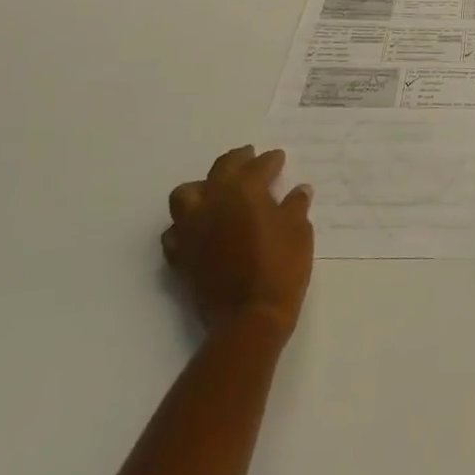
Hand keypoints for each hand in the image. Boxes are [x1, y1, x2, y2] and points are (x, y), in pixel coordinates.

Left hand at [163, 146, 313, 332]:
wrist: (249, 316)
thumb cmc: (280, 267)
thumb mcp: (299, 231)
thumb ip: (295, 206)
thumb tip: (299, 190)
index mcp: (244, 191)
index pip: (258, 166)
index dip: (271, 161)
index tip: (279, 158)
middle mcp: (213, 202)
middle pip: (220, 169)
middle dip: (237, 160)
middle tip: (250, 158)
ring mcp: (192, 228)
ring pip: (186, 194)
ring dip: (202, 187)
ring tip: (217, 191)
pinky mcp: (181, 255)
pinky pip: (175, 231)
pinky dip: (186, 224)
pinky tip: (199, 228)